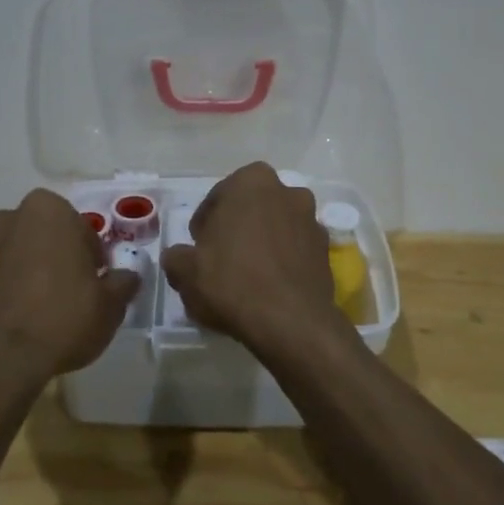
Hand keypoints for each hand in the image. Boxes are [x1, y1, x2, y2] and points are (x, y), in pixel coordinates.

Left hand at [0, 190, 141, 388]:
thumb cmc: (62, 323)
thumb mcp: (109, 308)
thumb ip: (121, 284)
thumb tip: (128, 276)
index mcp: (47, 212)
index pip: (76, 227)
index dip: (87, 255)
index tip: (92, 282)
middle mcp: (4, 217)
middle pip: (32, 232)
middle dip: (44, 254)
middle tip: (57, 292)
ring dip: (4, 262)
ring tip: (15, 302)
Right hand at [161, 161, 345, 352]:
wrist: (290, 322)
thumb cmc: (231, 282)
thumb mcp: (185, 271)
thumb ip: (176, 257)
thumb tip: (178, 257)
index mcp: (252, 182)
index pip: (218, 197)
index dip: (204, 224)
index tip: (198, 247)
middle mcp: (288, 192)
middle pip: (252, 209)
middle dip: (237, 228)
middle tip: (219, 258)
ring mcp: (312, 221)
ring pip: (276, 228)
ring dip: (262, 243)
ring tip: (245, 276)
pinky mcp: (327, 251)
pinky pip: (295, 251)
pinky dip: (282, 262)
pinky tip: (268, 287)